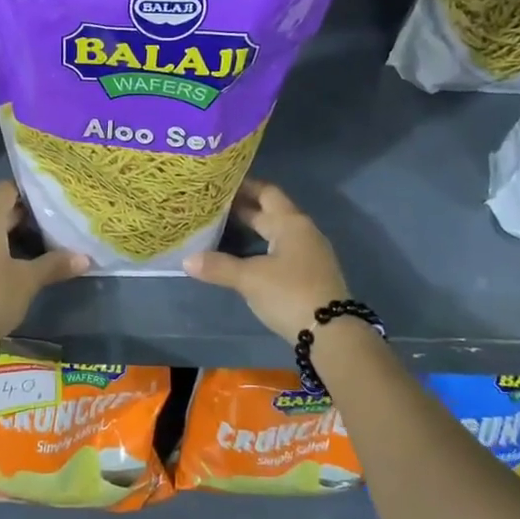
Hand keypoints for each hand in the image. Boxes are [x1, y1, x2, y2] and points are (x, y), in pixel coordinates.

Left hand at [0, 181, 87, 336]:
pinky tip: (8, 262)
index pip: (6, 190)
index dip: (26, 191)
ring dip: (5, 234)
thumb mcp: (28, 280)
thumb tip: (85, 258)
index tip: (47, 200)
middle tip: (49, 224)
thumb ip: (55, 264)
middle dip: (21, 216)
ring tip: (32, 244)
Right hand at [184, 180, 347, 340]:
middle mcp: (303, 231)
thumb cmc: (290, 294)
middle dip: (245, 207)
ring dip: (254, 228)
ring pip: (277, 231)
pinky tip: (246, 255)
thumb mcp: (250, 279)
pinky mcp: (310, 273)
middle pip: (272, 211)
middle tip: (214, 205)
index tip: (219, 183)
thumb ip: (218, 266)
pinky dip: (262, 245)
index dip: (244, 186)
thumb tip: (187, 259)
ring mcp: (310, 253)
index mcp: (291, 223)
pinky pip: (282, 248)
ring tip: (224, 227)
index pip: (265, 192)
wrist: (333, 334)